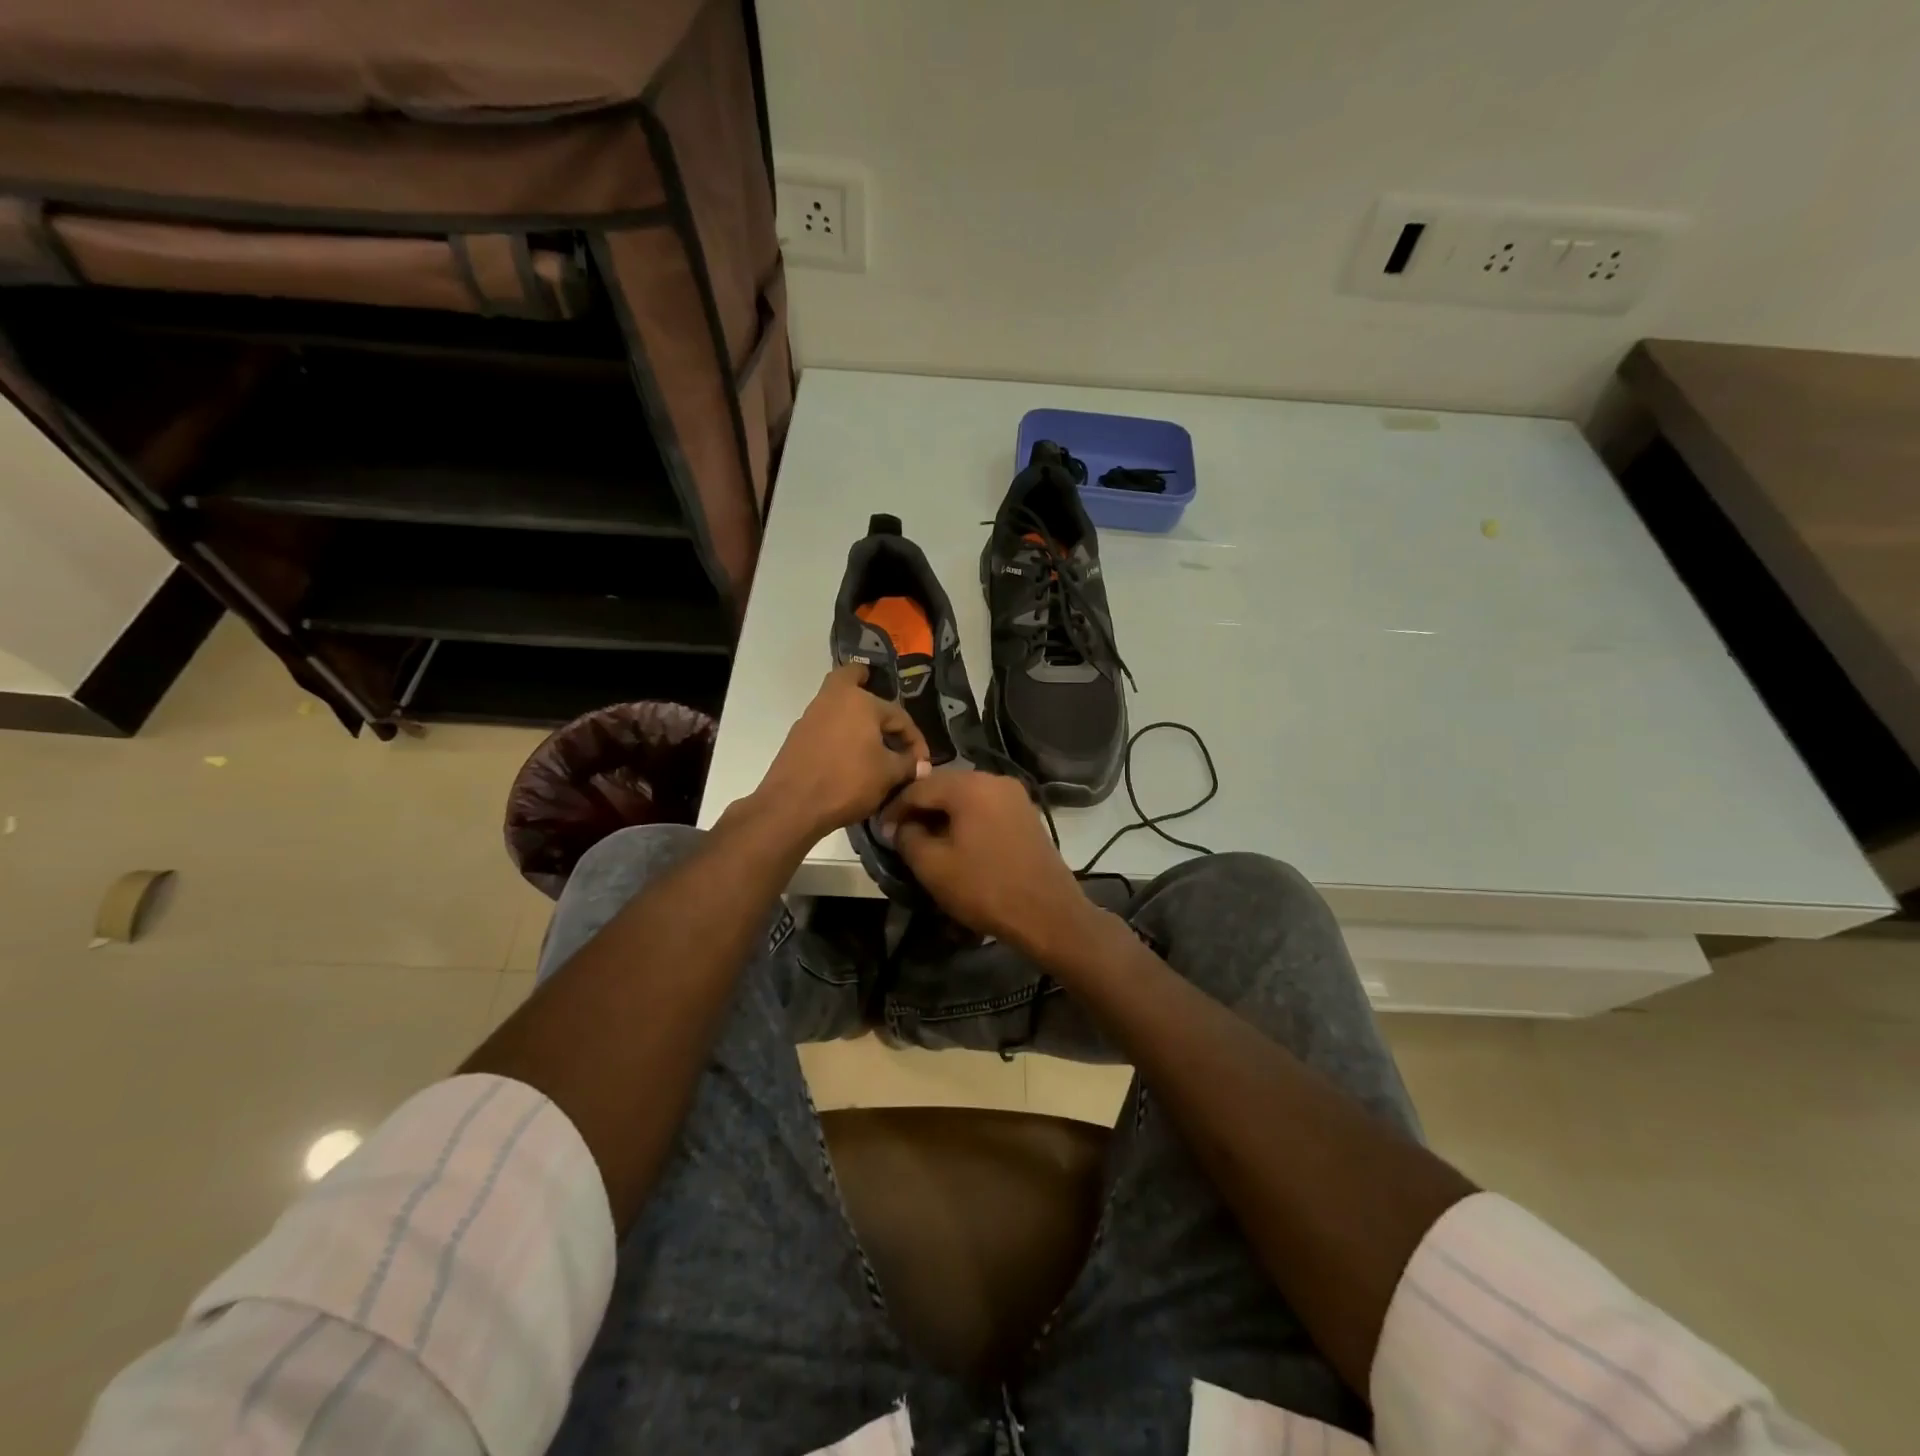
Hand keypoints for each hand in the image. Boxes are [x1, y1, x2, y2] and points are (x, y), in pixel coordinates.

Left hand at [750, 665, 930, 842]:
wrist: (792, 805)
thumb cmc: (847, 782)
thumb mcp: (887, 775)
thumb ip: (908, 765)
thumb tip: (922, 765)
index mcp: (860, 701)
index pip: (899, 716)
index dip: (915, 740)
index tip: (922, 763)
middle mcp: (832, 699)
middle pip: (849, 678)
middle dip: (864, 680)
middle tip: (876, 688)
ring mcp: (810, 717)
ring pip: (835, 703)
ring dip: (853, 713)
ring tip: (871, 736)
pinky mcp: (797, 737)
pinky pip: (825, 723)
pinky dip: (839, 729)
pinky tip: (849, 751)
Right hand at [879, 771, 1097, 956]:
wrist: (1047, 913)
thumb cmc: (985, 888)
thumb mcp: (933, 866)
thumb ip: (907, 837)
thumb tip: (900, 825)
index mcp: (970, 786)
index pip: (919, 787)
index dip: (894, 808)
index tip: (879, 831)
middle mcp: (994, 779)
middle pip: (944, 786)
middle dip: (919, 808)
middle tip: (899, 833)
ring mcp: (1014, 795)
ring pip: (966, 796)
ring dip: (942, 814)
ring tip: (925, 839)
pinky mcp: (1026, 813)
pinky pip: (985, 807)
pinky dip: (966, 819)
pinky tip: (956, 842)